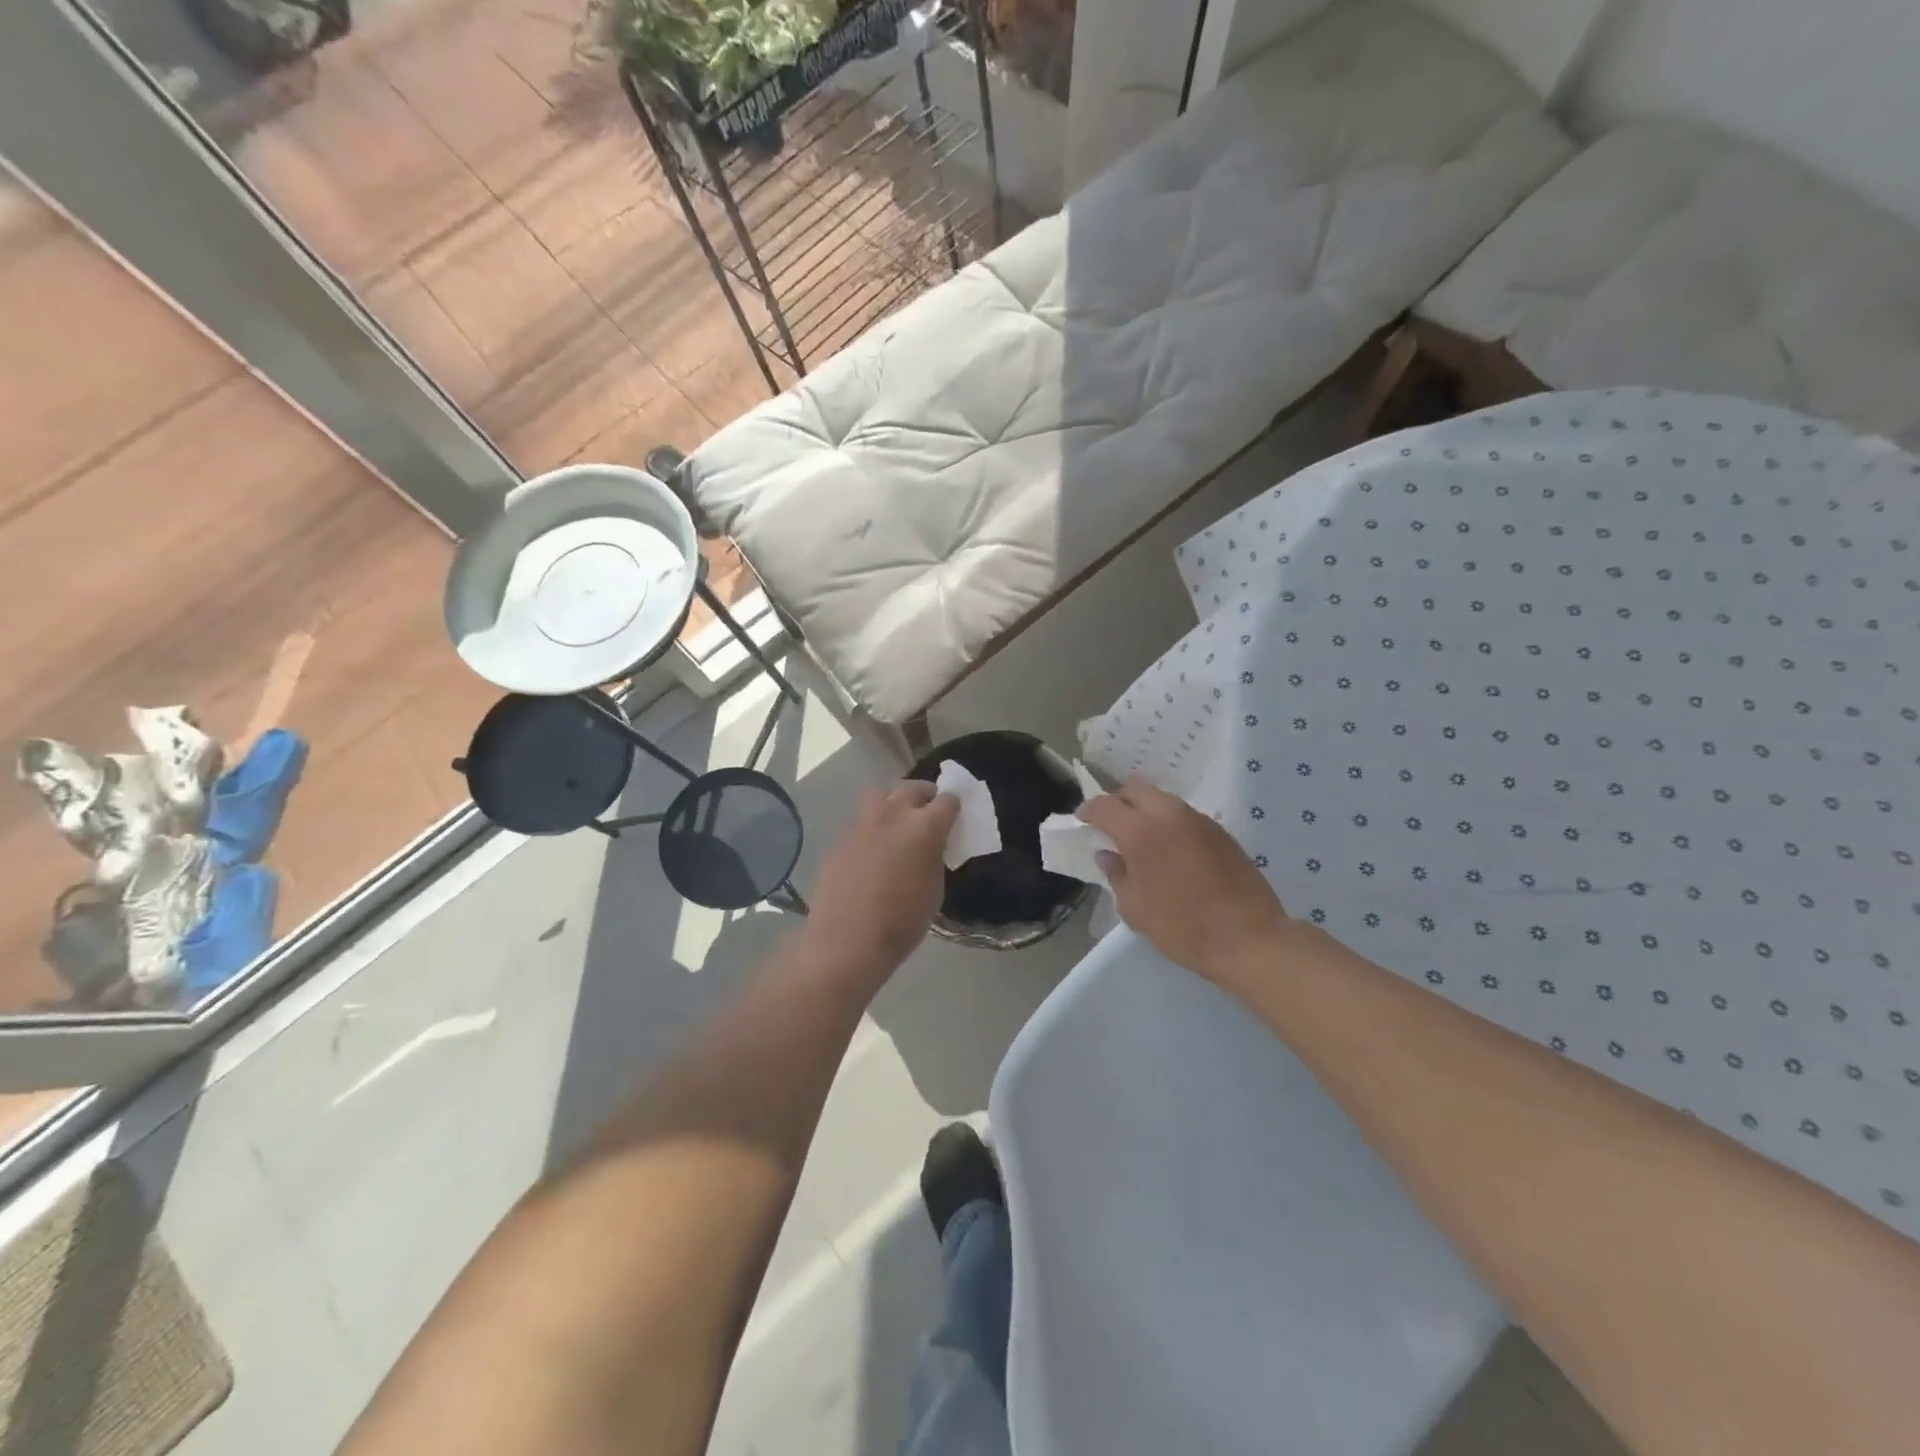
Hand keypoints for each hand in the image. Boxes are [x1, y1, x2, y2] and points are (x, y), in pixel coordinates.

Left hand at [807, 780, 959, 979]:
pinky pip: (861, 821)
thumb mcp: (935, 889)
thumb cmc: (902, 922)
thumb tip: (932, 845)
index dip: (953, 808)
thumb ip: (935, 856)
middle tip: (928, 812)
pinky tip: (872, 850)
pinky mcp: (840, 838)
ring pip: (880, 796)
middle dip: (924, 795)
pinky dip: (871, 828)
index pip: (948, 800)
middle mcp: (893, 815)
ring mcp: (862, 824)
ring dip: (893, 802)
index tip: (954, 818)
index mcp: (924, 826)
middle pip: (912, 787)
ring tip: (897, 822)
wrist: (847, 940)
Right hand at [1079, 780, 1289, 981]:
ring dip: (1147, 811)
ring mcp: (1199, 820)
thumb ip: (1117, 875)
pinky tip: (1172, 851)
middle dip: (1119, 801)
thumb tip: (1109, 855)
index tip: (1083, 820)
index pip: (1106, 805)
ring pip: (1163, 800)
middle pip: (1137, 789)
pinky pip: (1185, 816)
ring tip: (1143, 839)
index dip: (1089, 810)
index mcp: (1141, 832)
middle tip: (1112, 824)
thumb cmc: (1183, 928)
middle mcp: (1170, 815)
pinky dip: (1170, 823)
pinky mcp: (1221, 832)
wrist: (1249, 938)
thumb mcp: (1136, 909)